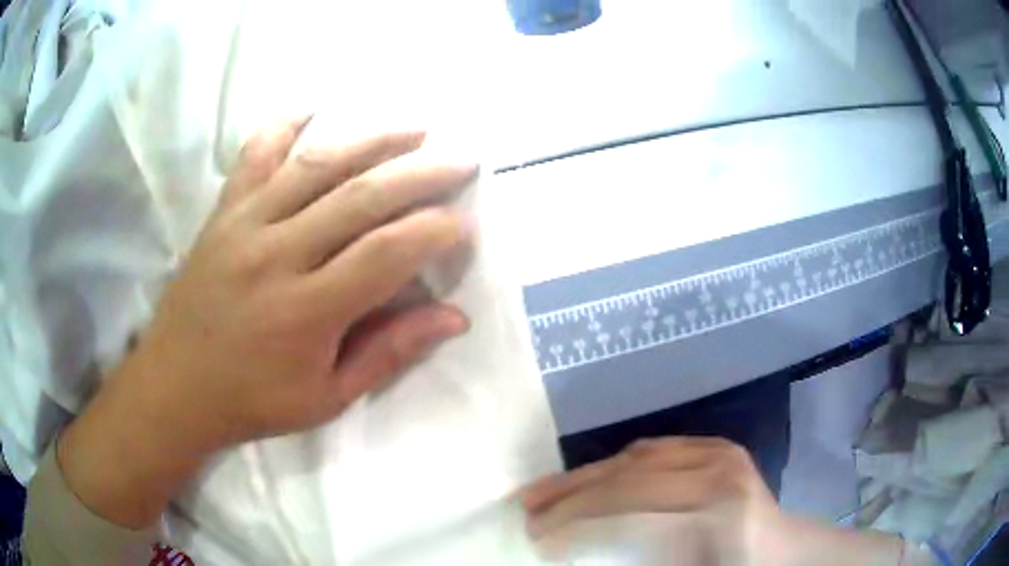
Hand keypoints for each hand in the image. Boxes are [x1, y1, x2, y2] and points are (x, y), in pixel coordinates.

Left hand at [58, 116, 475, 526]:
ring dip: (372, 139)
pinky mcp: (223, 213)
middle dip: (421, 173)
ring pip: (317, 165)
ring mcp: (245, 224)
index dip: (435, 233)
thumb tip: (454, 318)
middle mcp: (277, 254)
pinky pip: (254, 157)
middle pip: (360, 196)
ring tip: (414, 128)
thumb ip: (389, 353)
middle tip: (461, 159)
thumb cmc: (254, 401)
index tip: (464, 226)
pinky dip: (282, 126)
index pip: (387, 253)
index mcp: (307, 311)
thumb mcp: (327, 397)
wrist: (176, 386)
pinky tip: (311, 109)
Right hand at [522, 437, 787, 564]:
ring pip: (636, 457)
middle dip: (570, 498)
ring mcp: (721, 453)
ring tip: (543, 491)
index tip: (535, 539)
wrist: (782, 549)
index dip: (575, 526)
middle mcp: (719, 475)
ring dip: (584, 476)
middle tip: (527, 513)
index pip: (628, 514)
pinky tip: (590, 478)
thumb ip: (629, 560)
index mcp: (717, 518)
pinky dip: (615, 464)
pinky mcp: (718, 446)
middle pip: (628, 479)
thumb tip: (577, 552)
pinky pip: (656, 448)